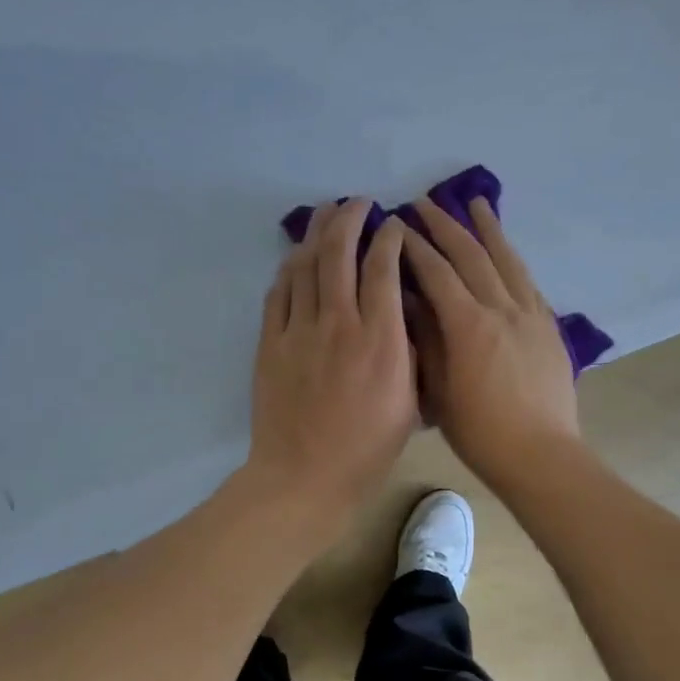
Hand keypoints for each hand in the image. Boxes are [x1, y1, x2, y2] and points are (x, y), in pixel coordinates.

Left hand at [245, 201, 417, 535]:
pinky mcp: (270, 343)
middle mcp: (339, 322)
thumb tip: (403, 316)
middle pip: (339, 253)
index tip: (395, 225)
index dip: (390, 238)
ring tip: (326, 215)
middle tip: (358, 204)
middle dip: (349, 218)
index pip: (384, 268)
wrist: (304, 477)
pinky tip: (296, 259)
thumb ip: (408, 353)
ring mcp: (299, 331)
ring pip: (304, 265)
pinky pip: (279, 293)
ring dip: (316, 234)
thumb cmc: (367, 450)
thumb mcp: (409, 404)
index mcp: (380, 338)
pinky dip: (290, 269)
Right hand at [401, 196, 580, 489]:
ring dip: (489, 230)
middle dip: (446, 226)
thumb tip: (409, 301)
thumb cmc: (480, 433)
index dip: (414, 247)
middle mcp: (502, 310)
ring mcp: (532, 316)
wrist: (541, 455)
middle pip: (472, 256)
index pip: (437, 273)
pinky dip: (514, 261)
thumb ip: (426, 341)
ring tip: (477, 203)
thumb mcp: (439, 391)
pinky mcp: (550, 329)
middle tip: (426, 203)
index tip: (396, 225)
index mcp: (469, 325)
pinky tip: (508, 254)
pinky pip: (529, 283)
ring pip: (508, 261)